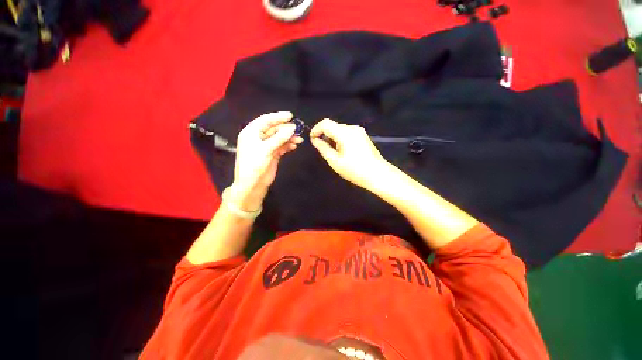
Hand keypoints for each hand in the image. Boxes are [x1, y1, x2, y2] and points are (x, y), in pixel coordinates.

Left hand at [230, 111, 302, 210]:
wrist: (253, 184)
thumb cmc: (255, 164)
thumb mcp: (266, 149)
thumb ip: (280, 138)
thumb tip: (292, 128)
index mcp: (251, 132)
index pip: (265, 120)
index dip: (278, 117)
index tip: (290, 116)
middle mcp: (258, 137)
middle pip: (274, 129)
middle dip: (286, 129)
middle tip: (298, 129)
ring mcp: (266, 146)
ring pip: (279, 138)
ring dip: (289, 138)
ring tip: (299, 140)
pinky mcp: (272, 154)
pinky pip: (281, 146)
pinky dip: (287, 146)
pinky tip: (294, 146)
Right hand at [310, 118, 388, 189]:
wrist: (378, 175)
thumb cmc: (355, 170)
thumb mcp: (335, 161)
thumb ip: (323, 148)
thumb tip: (315, 140)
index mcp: (345, 133)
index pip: (325, 123)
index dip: (316, 129)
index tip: (312, 140)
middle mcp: (352, 128)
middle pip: (333, 126)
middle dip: (324, 135)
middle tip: (322, 149)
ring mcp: (359, 131)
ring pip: (340, 130)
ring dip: (332, 138)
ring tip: (333, 153)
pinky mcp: (363, 136)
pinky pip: (347, 133)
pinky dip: (340, 139)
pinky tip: (342, 151)